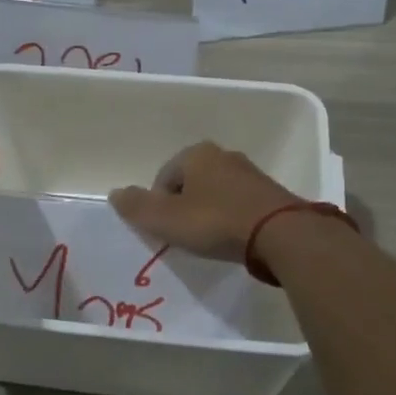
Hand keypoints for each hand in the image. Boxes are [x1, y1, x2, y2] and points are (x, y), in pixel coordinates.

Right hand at [109, 142, 301, 260]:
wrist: (281, 233)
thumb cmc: (216, 222)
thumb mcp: (167, 219)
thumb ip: (137, 207)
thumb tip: (114, 194)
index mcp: (196, 154)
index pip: (164, 177)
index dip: (159, 205)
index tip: (166, 231)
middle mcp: (223, 155)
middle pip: (191, 183)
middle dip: (184, 207)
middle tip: (185, 236)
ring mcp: (250, 172)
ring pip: (216, 192)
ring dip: (209, 213)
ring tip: (210, 240)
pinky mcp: (270, 193)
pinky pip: (240, 204)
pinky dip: (232, 218)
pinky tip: (234, 239)